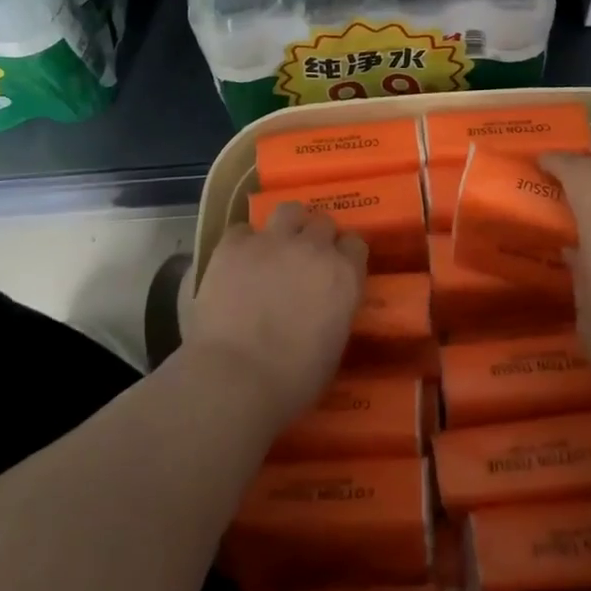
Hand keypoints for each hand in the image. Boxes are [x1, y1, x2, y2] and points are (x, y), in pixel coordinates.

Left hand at [181, 203, 366, 428]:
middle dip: (315, 237)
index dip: (344, 255)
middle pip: (323, 222)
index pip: (356, 244)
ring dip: (285, 225)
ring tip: (274, 247)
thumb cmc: (292, 381)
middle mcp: (313, 248)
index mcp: (344, 275)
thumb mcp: (332, 348)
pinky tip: (236, 263)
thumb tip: (325, 308)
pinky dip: (242, 244)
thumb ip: (334, 313)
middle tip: (303, 260)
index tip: (336, 268)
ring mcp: (272, 242)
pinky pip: (242, 230)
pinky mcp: (234, 246)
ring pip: (288, 210)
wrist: (235, 378)